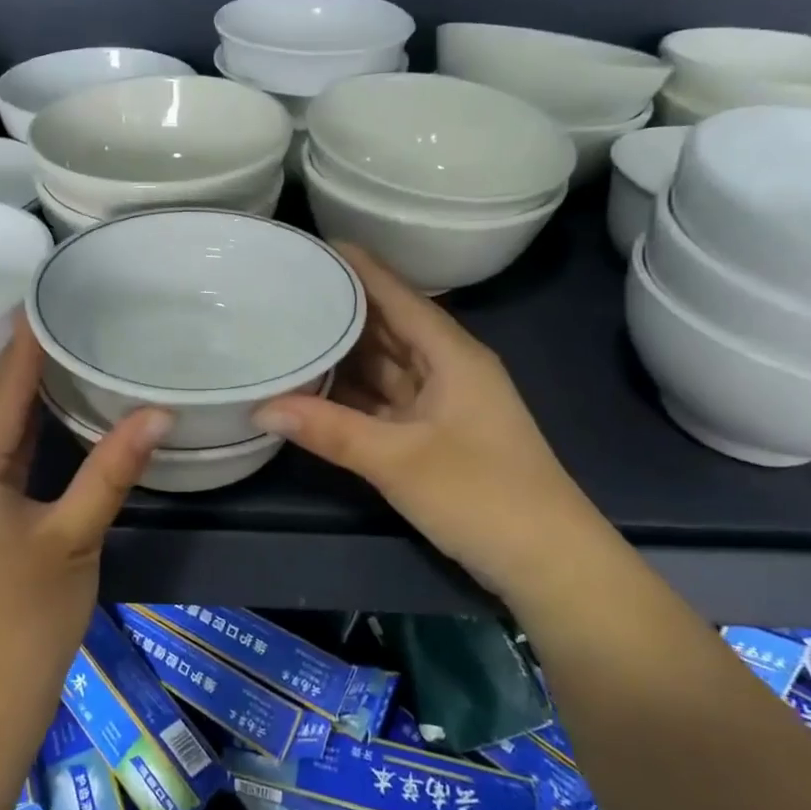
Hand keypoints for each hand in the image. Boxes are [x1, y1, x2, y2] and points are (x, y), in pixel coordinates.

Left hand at [0, 319, 168, 725]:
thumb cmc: (25, 623)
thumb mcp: (74, 540)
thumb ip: (111, 470)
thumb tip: (157, 414)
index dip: (25, 344)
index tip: (48, 298)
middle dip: (22, 364)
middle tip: (66, 321)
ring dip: (17, 400)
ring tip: (60, 357)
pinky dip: (11, 435)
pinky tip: (41, 420)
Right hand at [254, 245, 607, 595]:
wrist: (549, 563)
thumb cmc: (481, 496)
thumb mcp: (398, 461)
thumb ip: (329, 430)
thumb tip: (262, 406)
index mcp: (451, 354)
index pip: (397, 295)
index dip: (359, 268)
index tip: (312, 246)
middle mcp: (447, 368)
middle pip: (388, 326)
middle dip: (342, 308)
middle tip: (286, 289)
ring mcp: (442, 403)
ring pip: (385, 366)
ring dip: (343, 354)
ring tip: (289, 331)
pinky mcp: (435, 435)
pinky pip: (385, 400)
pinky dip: (353, 394)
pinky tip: (314, 388)